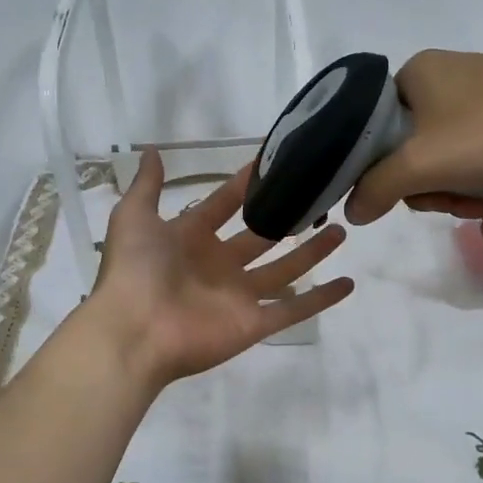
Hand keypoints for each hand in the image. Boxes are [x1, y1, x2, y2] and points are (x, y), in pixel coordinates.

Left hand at [87, 149, 353, 388]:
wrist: (135, 331)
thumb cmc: (135, 271)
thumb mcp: (134, 218)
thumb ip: (148, 186)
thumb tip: (153, 151)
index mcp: (190, 239)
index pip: (224, 206)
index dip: (245, 187)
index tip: (274, 165)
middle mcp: (219, 266)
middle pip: (261, 238)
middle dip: (288, 220)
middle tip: (318, 199)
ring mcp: (239, 296)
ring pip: (285, 270)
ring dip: (312, 253)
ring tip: (341, 231)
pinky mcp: (255, 324)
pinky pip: (294, 310)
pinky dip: (322, 298)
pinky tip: (348, 283)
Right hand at [341, 50, 482, 229]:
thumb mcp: (421, 165)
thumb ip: (376, 188)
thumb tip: (350, 211)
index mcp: (416, 73)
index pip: (375, 126)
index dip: (382, 168)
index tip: (403, 193)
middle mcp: (448, 77)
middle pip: (414, 149)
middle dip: (431, 188)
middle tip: (451, 204)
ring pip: (452, 160)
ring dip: (461, 195)